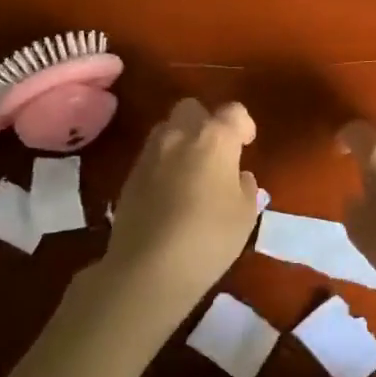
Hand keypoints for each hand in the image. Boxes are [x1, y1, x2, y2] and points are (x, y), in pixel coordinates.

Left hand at [92, 99, 259, 322]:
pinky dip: (164, 164)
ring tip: (192, 172)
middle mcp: (180, 135)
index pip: (233, 111)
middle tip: (216, 152)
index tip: (247, 145)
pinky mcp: (129, 176)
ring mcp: (150, 154)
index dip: (243, 125)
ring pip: (167, 129)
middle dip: (206, 122)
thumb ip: (245, 187)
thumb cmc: (209, 236)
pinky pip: (152, 156)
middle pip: (192, 108)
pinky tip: (171, 193)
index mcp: (215, 138)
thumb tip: (237, 177)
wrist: (148, 268)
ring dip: (182, 140)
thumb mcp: (246, 214)